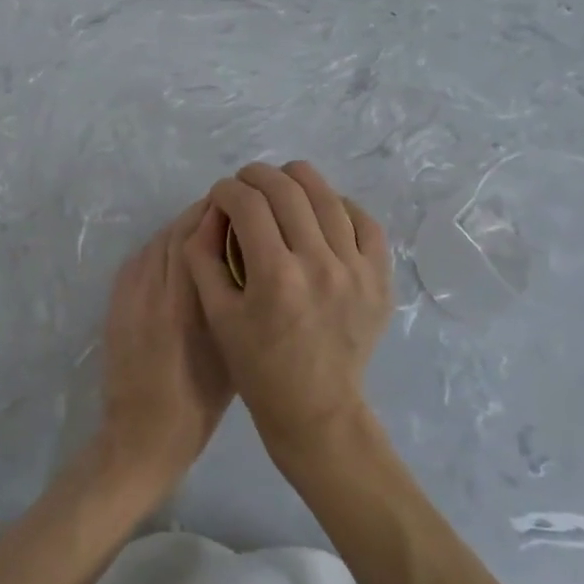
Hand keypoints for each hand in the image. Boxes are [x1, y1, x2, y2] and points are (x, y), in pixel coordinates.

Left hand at [99, 202, 232, 492]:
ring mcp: (128, 296)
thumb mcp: (228, 356)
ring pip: (157, 244)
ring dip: (181, 228)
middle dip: (201, 214)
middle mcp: (153, 292)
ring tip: (208, 225)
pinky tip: (178, 251)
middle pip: (175, 234)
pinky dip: (161, 247)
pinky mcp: (115, 303)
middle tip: (229, 207)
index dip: (217, 214)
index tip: (241, 203)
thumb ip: (232, 306)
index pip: (197, 239)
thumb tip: (245, 265)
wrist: (139, 436)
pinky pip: (140, 260)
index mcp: (184, 306)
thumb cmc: (197, 406)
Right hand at [185, 161, 391, 458]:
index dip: (227, 190)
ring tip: (281, 183)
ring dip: (298, 180)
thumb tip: (212, 211)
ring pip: (328, 197)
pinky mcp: (379, 278)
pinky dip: (340, 205)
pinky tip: (322, 209)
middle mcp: (319, 264)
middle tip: (245, 182)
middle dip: (258, 175)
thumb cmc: (257, 365)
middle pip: (287, 190)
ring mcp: (356, 269)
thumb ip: (204, 256)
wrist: (316, 408)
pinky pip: (365, 222)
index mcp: (274, 276)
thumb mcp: (216, 314)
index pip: (247, 204)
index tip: (220, 194)